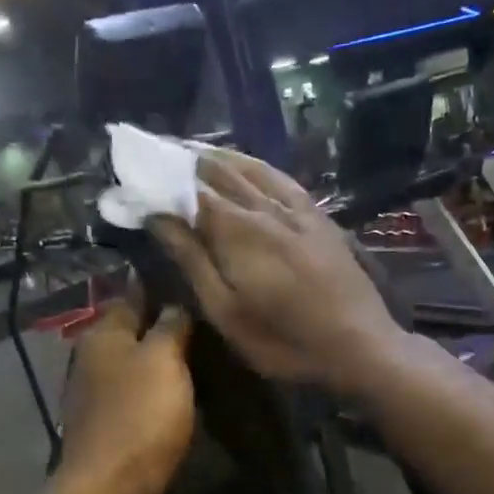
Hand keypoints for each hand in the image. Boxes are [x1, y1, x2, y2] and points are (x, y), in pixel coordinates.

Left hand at [49, 300, 194, 493]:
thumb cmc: (139, 417)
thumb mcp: (162, 360)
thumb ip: (170, 326)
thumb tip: (174, 303)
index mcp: (101, 337)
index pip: (130, 296)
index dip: (158, 287)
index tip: (192, 282)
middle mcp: (95, 363)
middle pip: (133, 335)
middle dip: (164, 326)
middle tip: (208, 320)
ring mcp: (102, 401)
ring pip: (138, 370)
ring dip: (163, 365)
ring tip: (205, 355)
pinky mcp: (115, 434)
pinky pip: (142, 403)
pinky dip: (161, 397)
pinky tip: (187, 395)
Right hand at [150, 149, 404, 392]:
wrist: (359, 344)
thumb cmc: (284, 340)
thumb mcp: (227, 312)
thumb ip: (193, 260)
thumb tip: (158, 216)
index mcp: (237, 230)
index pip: (189, 190)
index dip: (160, 177)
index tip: (134, 171)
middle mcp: (265, 207)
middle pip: (218, 171)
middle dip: (182, 160)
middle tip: (154, 152)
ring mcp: (296, 209)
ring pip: (250, 168)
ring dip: (217, 156)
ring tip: (189, 149)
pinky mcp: (318, 217)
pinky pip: (281, 178)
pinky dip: (257, 165)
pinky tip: (248, 163)